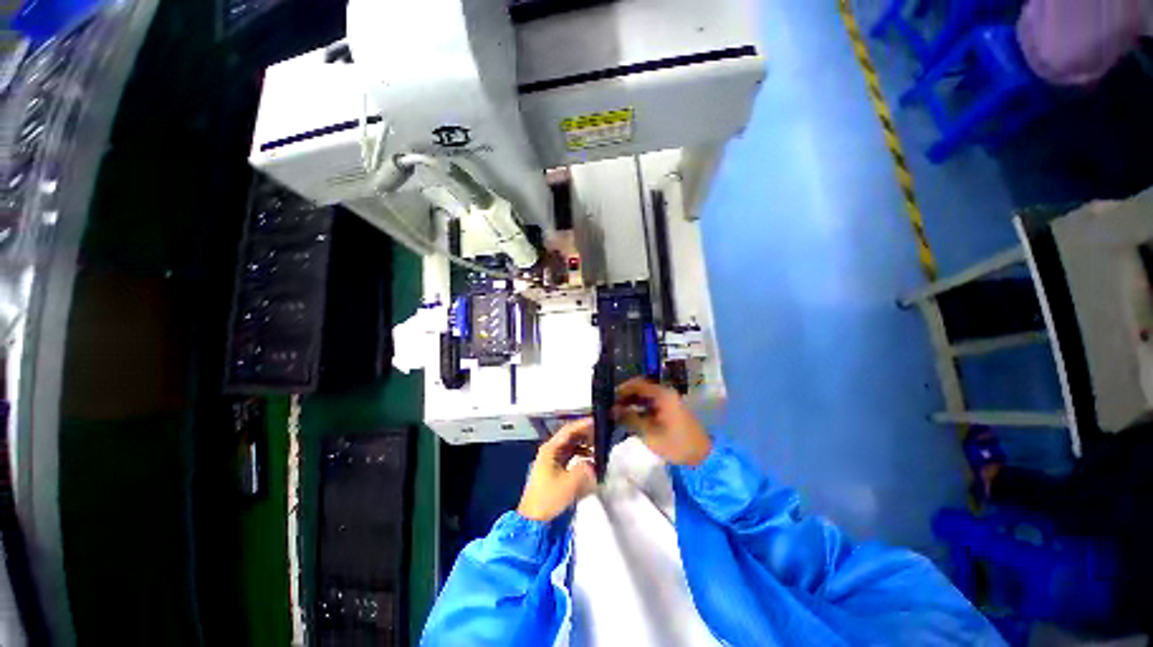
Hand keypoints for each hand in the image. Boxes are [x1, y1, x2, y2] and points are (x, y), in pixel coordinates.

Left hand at [517, 418, 596, 521]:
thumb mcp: (570, 483)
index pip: (569, 430)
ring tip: (599, 446)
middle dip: (585, 434)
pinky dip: (581, 455)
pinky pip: (570, 456)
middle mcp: (550, 451)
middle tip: (601, 433)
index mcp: (550, 449)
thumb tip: (594, 464)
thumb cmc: (549, 499)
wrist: (534, 520)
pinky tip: (591, 460)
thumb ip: (585, 469)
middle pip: (570, 436)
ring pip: (571, 446)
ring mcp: (552, 460)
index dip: (583, 425)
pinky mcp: (555, 470)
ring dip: (584, 444)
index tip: (597, 422)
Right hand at [614, 378, 711, 465]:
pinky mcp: (669, 410)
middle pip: (640, 389)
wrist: (701, 457)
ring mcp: (668, 401)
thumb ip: (630, 419)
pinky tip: (629, 418)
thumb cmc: (675, 444)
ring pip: (644, 397)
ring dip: (631, 403)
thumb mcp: (650, 433)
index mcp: (662, 395)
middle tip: (610, 406)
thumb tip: (612, 410)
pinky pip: (650, 404)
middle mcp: (665, 393)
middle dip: (625, 397)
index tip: (608, 398)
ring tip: (616, 413)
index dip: (622, 389)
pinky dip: (639, 409)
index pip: (637, 384)